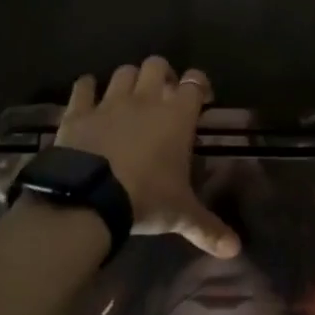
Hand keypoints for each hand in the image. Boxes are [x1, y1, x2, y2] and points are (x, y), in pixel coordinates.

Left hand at [55, 57, 240, 257]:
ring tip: (129, 97)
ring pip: (122, 72)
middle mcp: (145, 99)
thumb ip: (208, 228)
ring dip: (128, 80)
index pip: (195, 82)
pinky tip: (88, 96)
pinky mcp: (78, 111)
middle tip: (163, 95)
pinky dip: (86, 89)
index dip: (199, 85)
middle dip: (162, 74)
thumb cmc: (145, 198)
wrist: (89, 198)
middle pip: (156, 65)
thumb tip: (235, 250)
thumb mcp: (181, 215)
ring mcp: (109, 102)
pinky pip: (83, 87)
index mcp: (176, 116)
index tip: (201, 98)